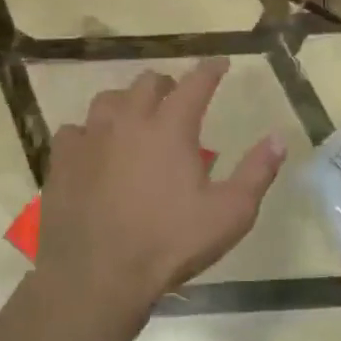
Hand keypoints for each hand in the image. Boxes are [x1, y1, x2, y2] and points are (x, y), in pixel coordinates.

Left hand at [35, 59, 283, 312]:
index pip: (196, 82)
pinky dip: (90, 133)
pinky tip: (96, 149)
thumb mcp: (230, 213)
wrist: (96, 277)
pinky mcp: (61, 162)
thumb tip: (279, 138)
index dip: (211, 70)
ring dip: (128, 102)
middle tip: (178, 98)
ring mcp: (90, 139)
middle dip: (168, 84)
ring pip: (108, 100)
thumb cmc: (170, 243)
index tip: (220, 63)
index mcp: (171, 127)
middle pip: (148, 82)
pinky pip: (75, 130)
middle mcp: (129, 121)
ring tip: (136, 119)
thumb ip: (257, 171)